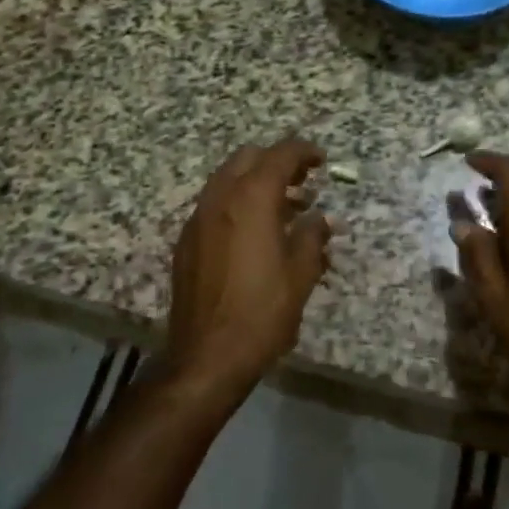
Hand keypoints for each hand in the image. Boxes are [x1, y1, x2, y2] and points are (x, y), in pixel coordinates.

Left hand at [164, 139, 330, 400]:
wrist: (206, 357)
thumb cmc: (262, 313)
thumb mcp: (300, 275)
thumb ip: (312, 238)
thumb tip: (321, 220)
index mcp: (251, 199)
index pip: (280, 155)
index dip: (304, 152)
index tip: (321, 161)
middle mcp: (220, 198)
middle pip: (248, 158)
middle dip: (277, 161)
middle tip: (303, 181)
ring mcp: (198, 219)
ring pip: (227, 179)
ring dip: (255, 181)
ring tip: (284, 207)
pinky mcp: (187, 241)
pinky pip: (214, 204)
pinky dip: (237, 202)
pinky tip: (255, 232)